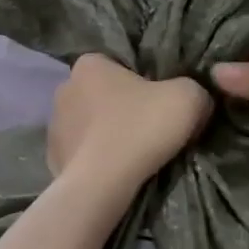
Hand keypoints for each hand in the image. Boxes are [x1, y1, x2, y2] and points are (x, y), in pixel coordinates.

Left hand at [48, 54, 212, 187]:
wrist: (103, 184)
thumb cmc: (141, 128)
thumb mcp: (188, 97)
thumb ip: (194, 88)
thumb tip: (194, 99)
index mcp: (90, 64)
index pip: (119, 64)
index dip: (143, 81)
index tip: (160, 102)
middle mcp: (64, 87)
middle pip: (103, 94)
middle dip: (123, 108)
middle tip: (150, 129)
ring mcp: (54, 125)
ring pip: (90, 124)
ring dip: (107, 134)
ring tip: (133, 155)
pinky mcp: (53, 158)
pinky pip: (81, 152)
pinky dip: (96, 159)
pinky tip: (115, 171)